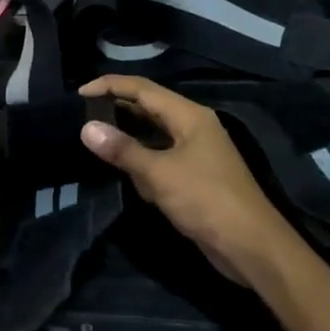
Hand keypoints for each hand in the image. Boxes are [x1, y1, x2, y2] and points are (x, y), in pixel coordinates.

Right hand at [78, 77, 295, 286]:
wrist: (250, 245)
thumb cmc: (206, 200)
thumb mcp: (159, 173)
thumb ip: (123, 150)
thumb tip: (87, 128)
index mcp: (189, 116)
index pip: (143, 89)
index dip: (110, 85)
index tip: (79, 92)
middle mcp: (193, 127)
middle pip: (149, 107)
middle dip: (117, 107)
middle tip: (82, 112)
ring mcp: (195, 151)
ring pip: (154, 133)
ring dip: (128, 133)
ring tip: (95, 135)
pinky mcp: (194, 175)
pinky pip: (161, 156)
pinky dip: (141, 158)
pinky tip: (122, 168)